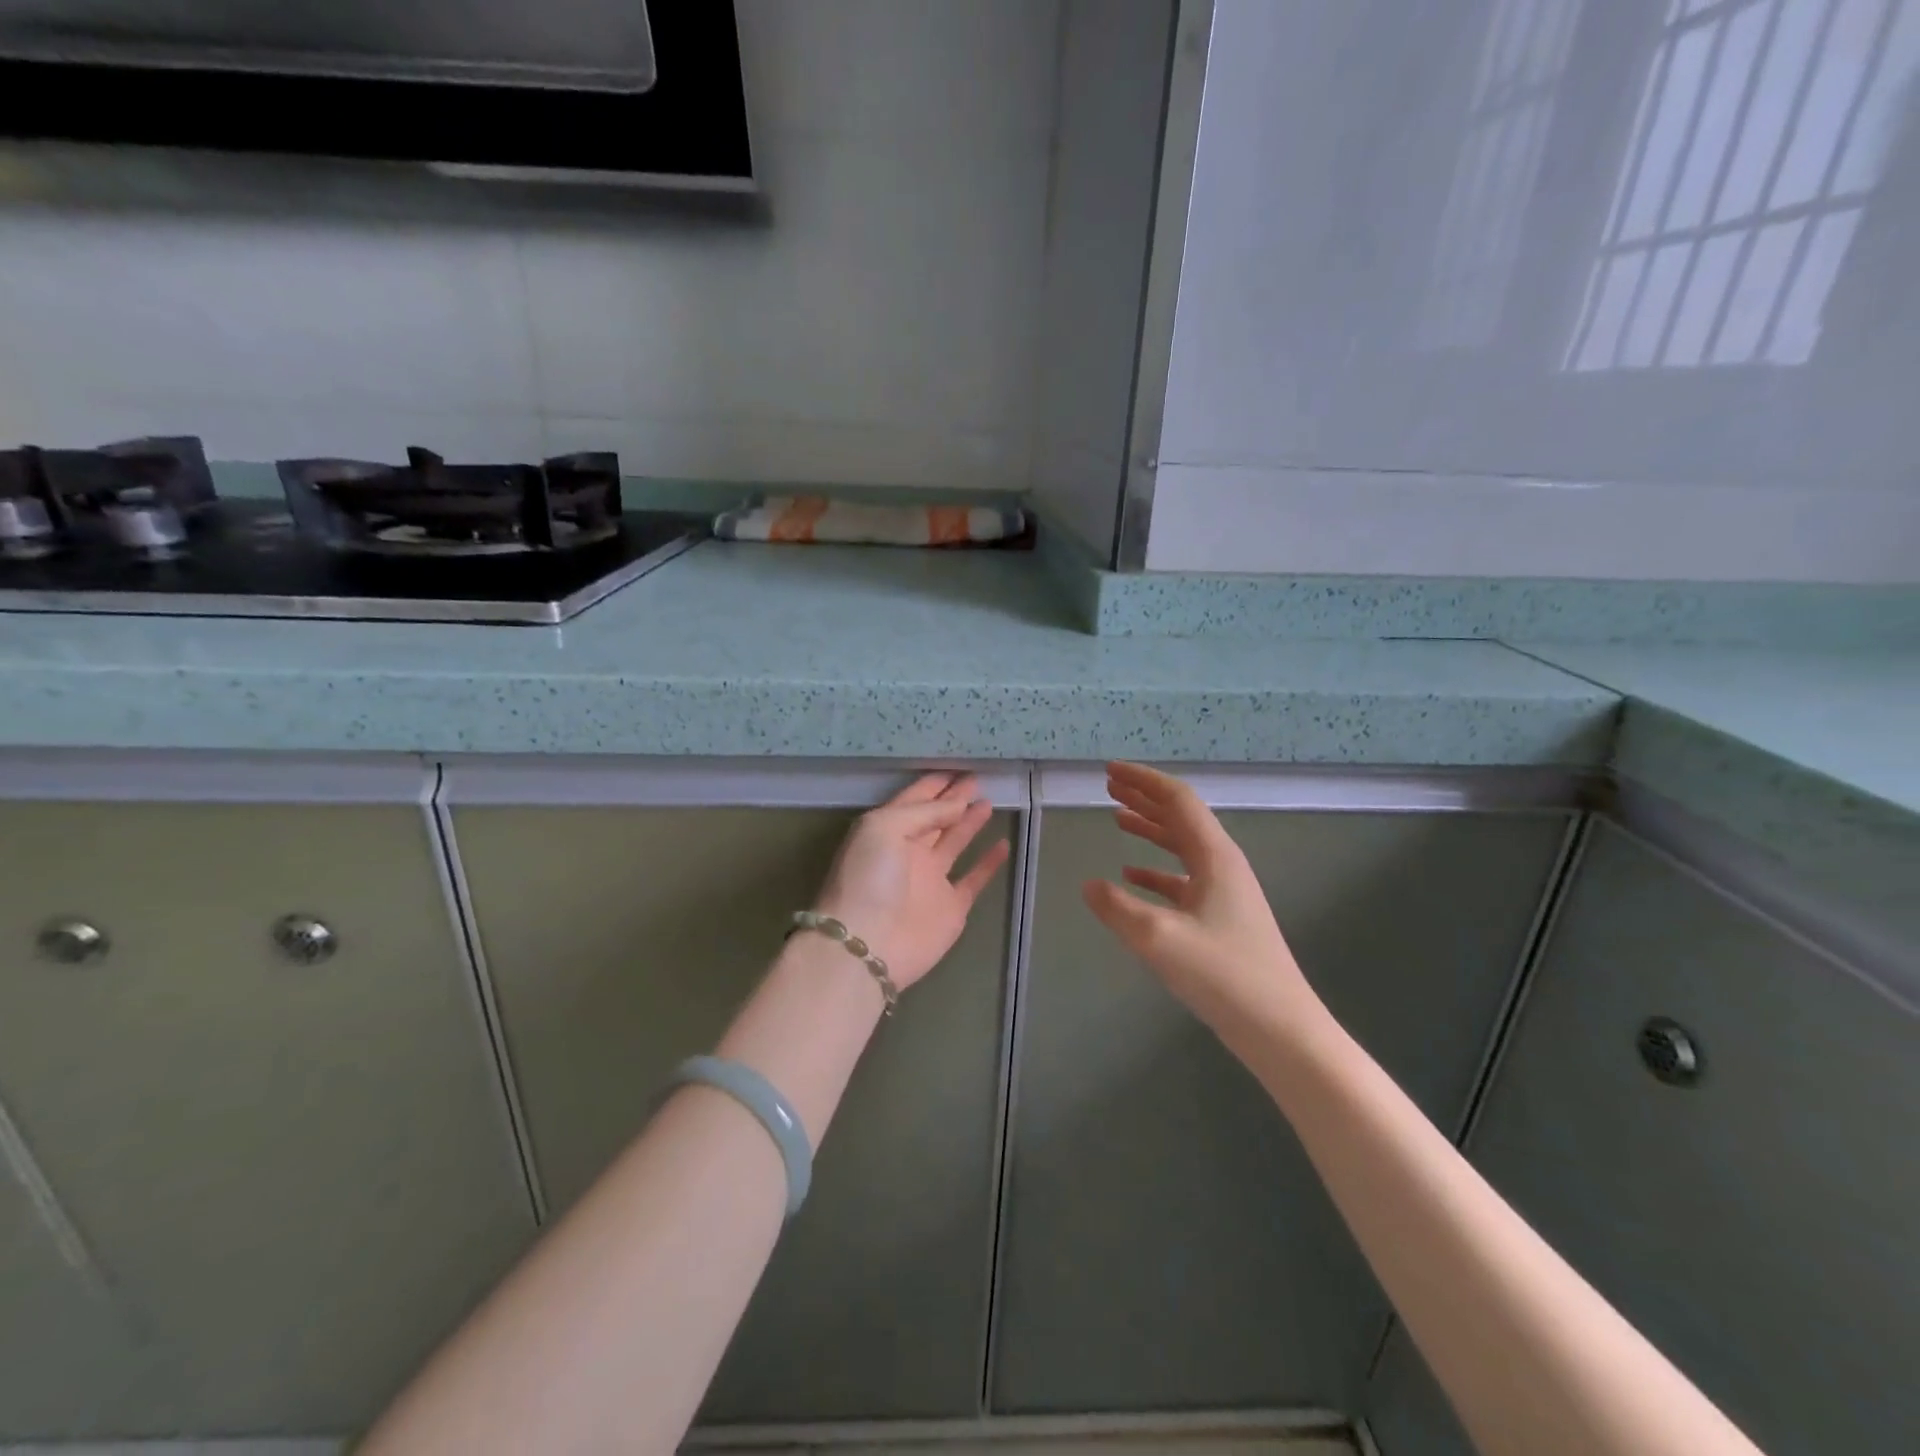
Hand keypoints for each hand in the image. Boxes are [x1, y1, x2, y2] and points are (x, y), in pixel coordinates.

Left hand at [812, 773, 1010, 991]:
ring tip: (988, 801)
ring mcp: (930, 880)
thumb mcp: (885, 828)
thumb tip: (958, 805)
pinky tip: (1003, 844)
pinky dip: (988, 863)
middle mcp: (908, 852)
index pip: (914, 800)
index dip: (934, 784)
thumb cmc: (869, 878)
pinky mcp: (951, 907)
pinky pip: (974, 879)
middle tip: (978, 778)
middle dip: (954, 798)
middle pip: (936, 818)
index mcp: (886, 830)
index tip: (957, 768)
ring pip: (954, 843)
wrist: (868, 945)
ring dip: (970, 823)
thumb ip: (923, 812)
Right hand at [1082, 762, 1325, 1038]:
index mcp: (1215, 856)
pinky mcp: (1222, 918)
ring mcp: (1225, 892)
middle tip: (1109, 787)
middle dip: (1144, 798)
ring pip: (1182, 847)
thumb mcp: (1159, 939)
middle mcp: (1222, 865)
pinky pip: (1183, 880)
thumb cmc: (1223, 975)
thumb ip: (1117, 908)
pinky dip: (1156, 870)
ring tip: (1117, 818)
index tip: (1109, 771)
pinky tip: (1132, 876)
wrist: (1280, 1028)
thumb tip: (1088, 885)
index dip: (1142, 781)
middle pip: (1180, 817)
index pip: (1177, 800)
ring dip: (1150, 829)